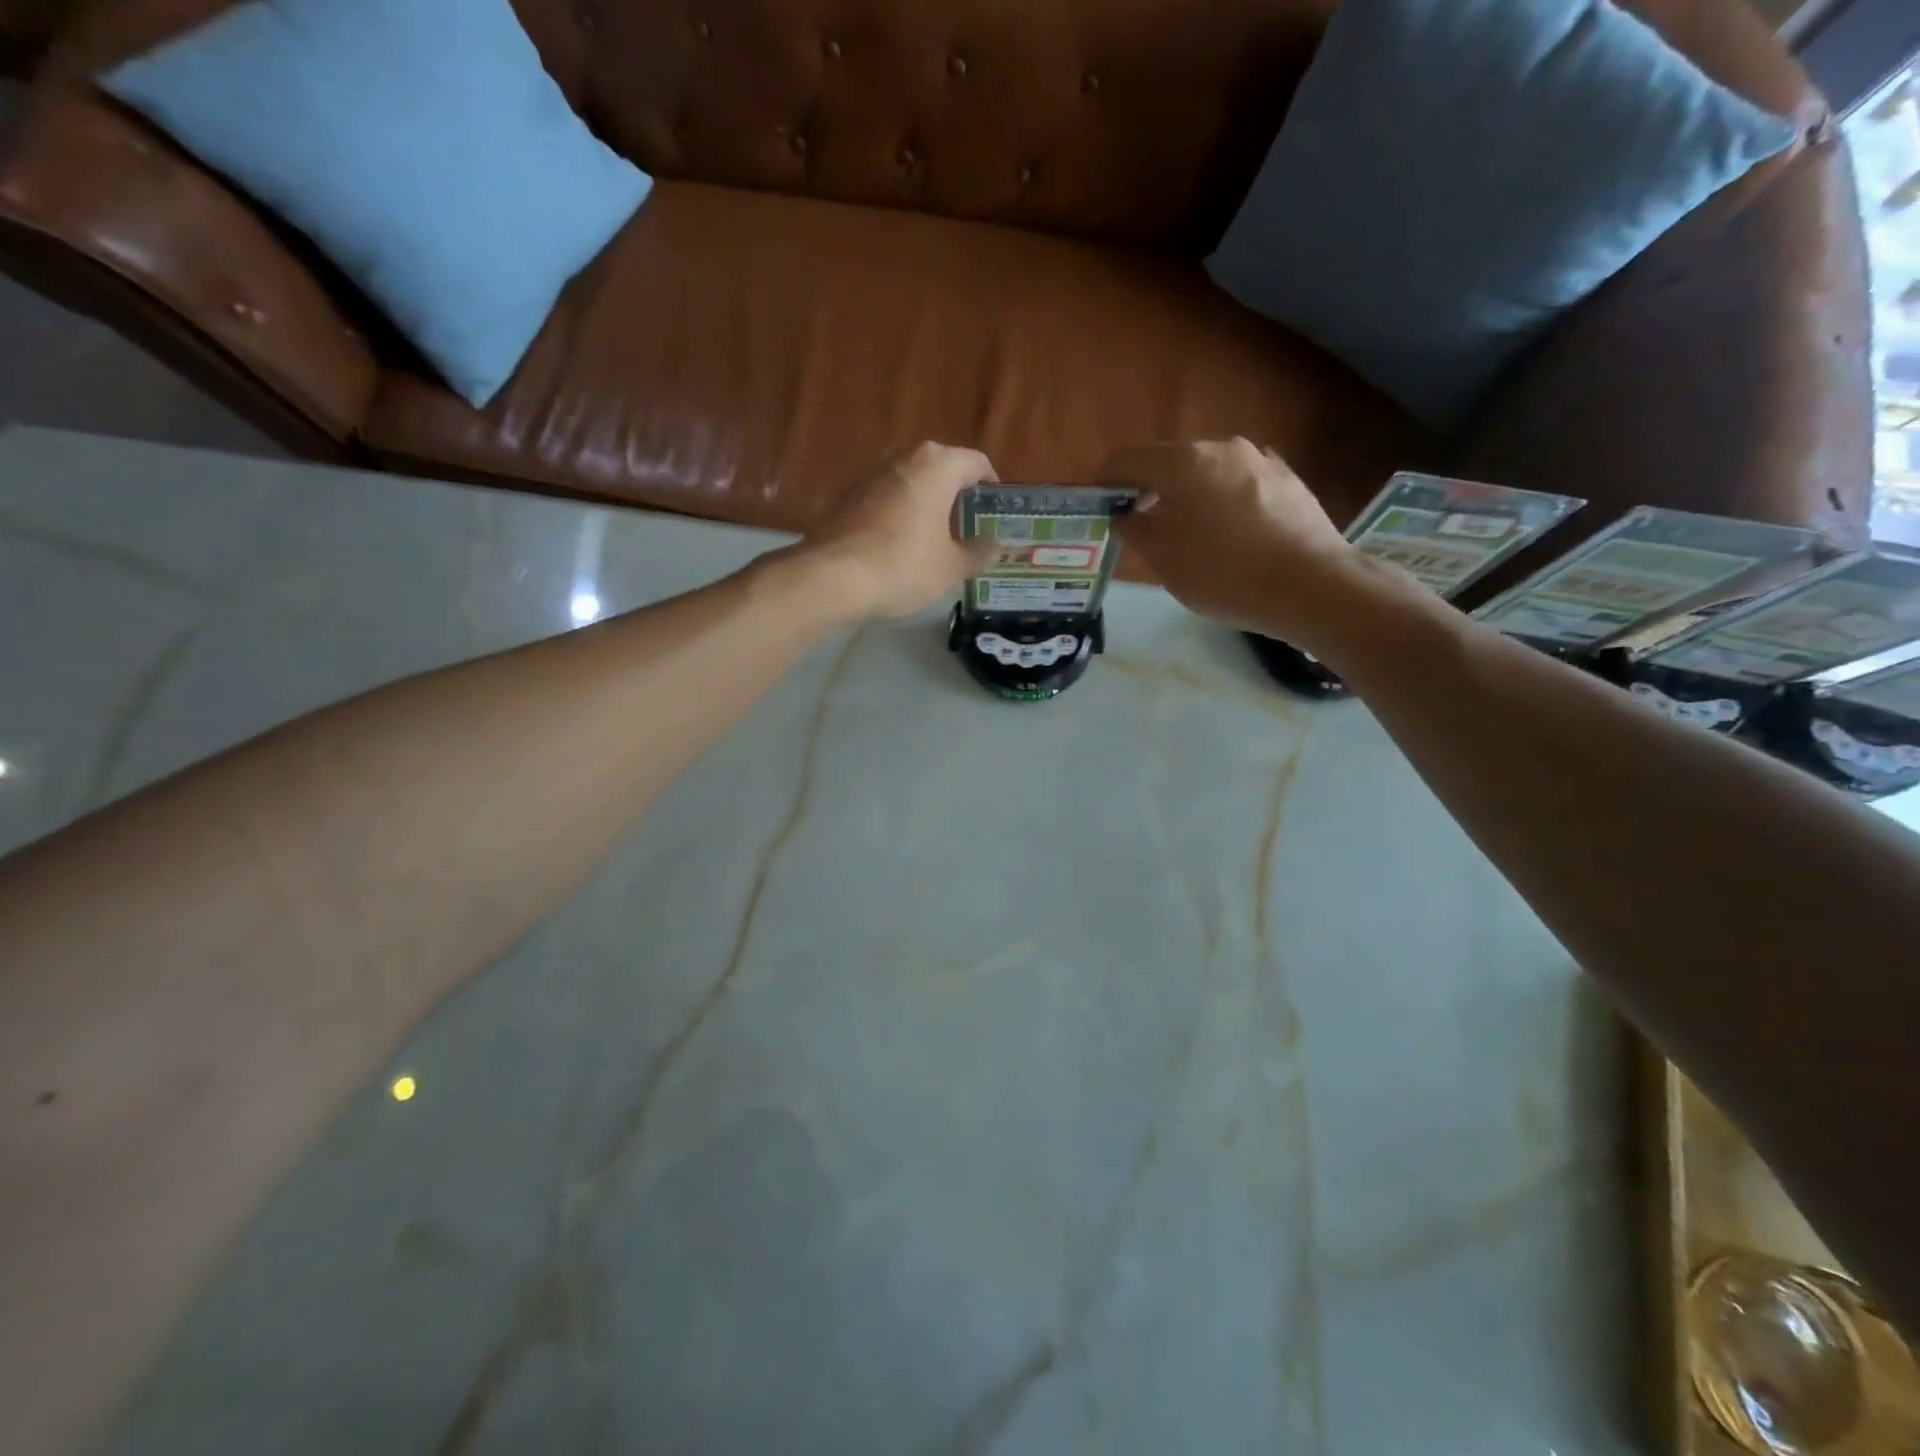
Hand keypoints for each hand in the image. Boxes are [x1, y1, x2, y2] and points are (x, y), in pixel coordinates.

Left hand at [802, 443, 998, 618]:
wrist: (831, 577)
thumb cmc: (903, 566)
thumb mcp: (951, 567)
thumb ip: (979, 553)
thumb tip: (995, 545)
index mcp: (937, 465)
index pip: (977, 463)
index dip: (991, 486)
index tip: (996, 511)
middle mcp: (903, 459)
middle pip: (942, 470)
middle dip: (958, 496)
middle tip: (970, 528)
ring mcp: (871, 476)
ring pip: (912, 484)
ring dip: (927, 506)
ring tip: (938, 540)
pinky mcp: (847, 498)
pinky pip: (887, 501)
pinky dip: (900, 516)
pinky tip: (902, 547)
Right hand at [1101, 439, 1359, 640]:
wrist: (1311, 585)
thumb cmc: (1223, 573)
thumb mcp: (1164, 560)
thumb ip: (1135, 530)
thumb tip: (1125, 514)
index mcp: (1182, 462)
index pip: (1127, 459)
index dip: (1106, 480)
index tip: (1099, 504)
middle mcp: (1220, 447)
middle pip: (1169, 461)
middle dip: (1149, 487)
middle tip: (1141, 523)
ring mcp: (1259, 459)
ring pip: (1207, 471)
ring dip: (1188, 494)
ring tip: (1187, 532)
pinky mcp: (1287, 478)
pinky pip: (1238, 483)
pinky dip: (1221, 500)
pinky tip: (1228, 533)